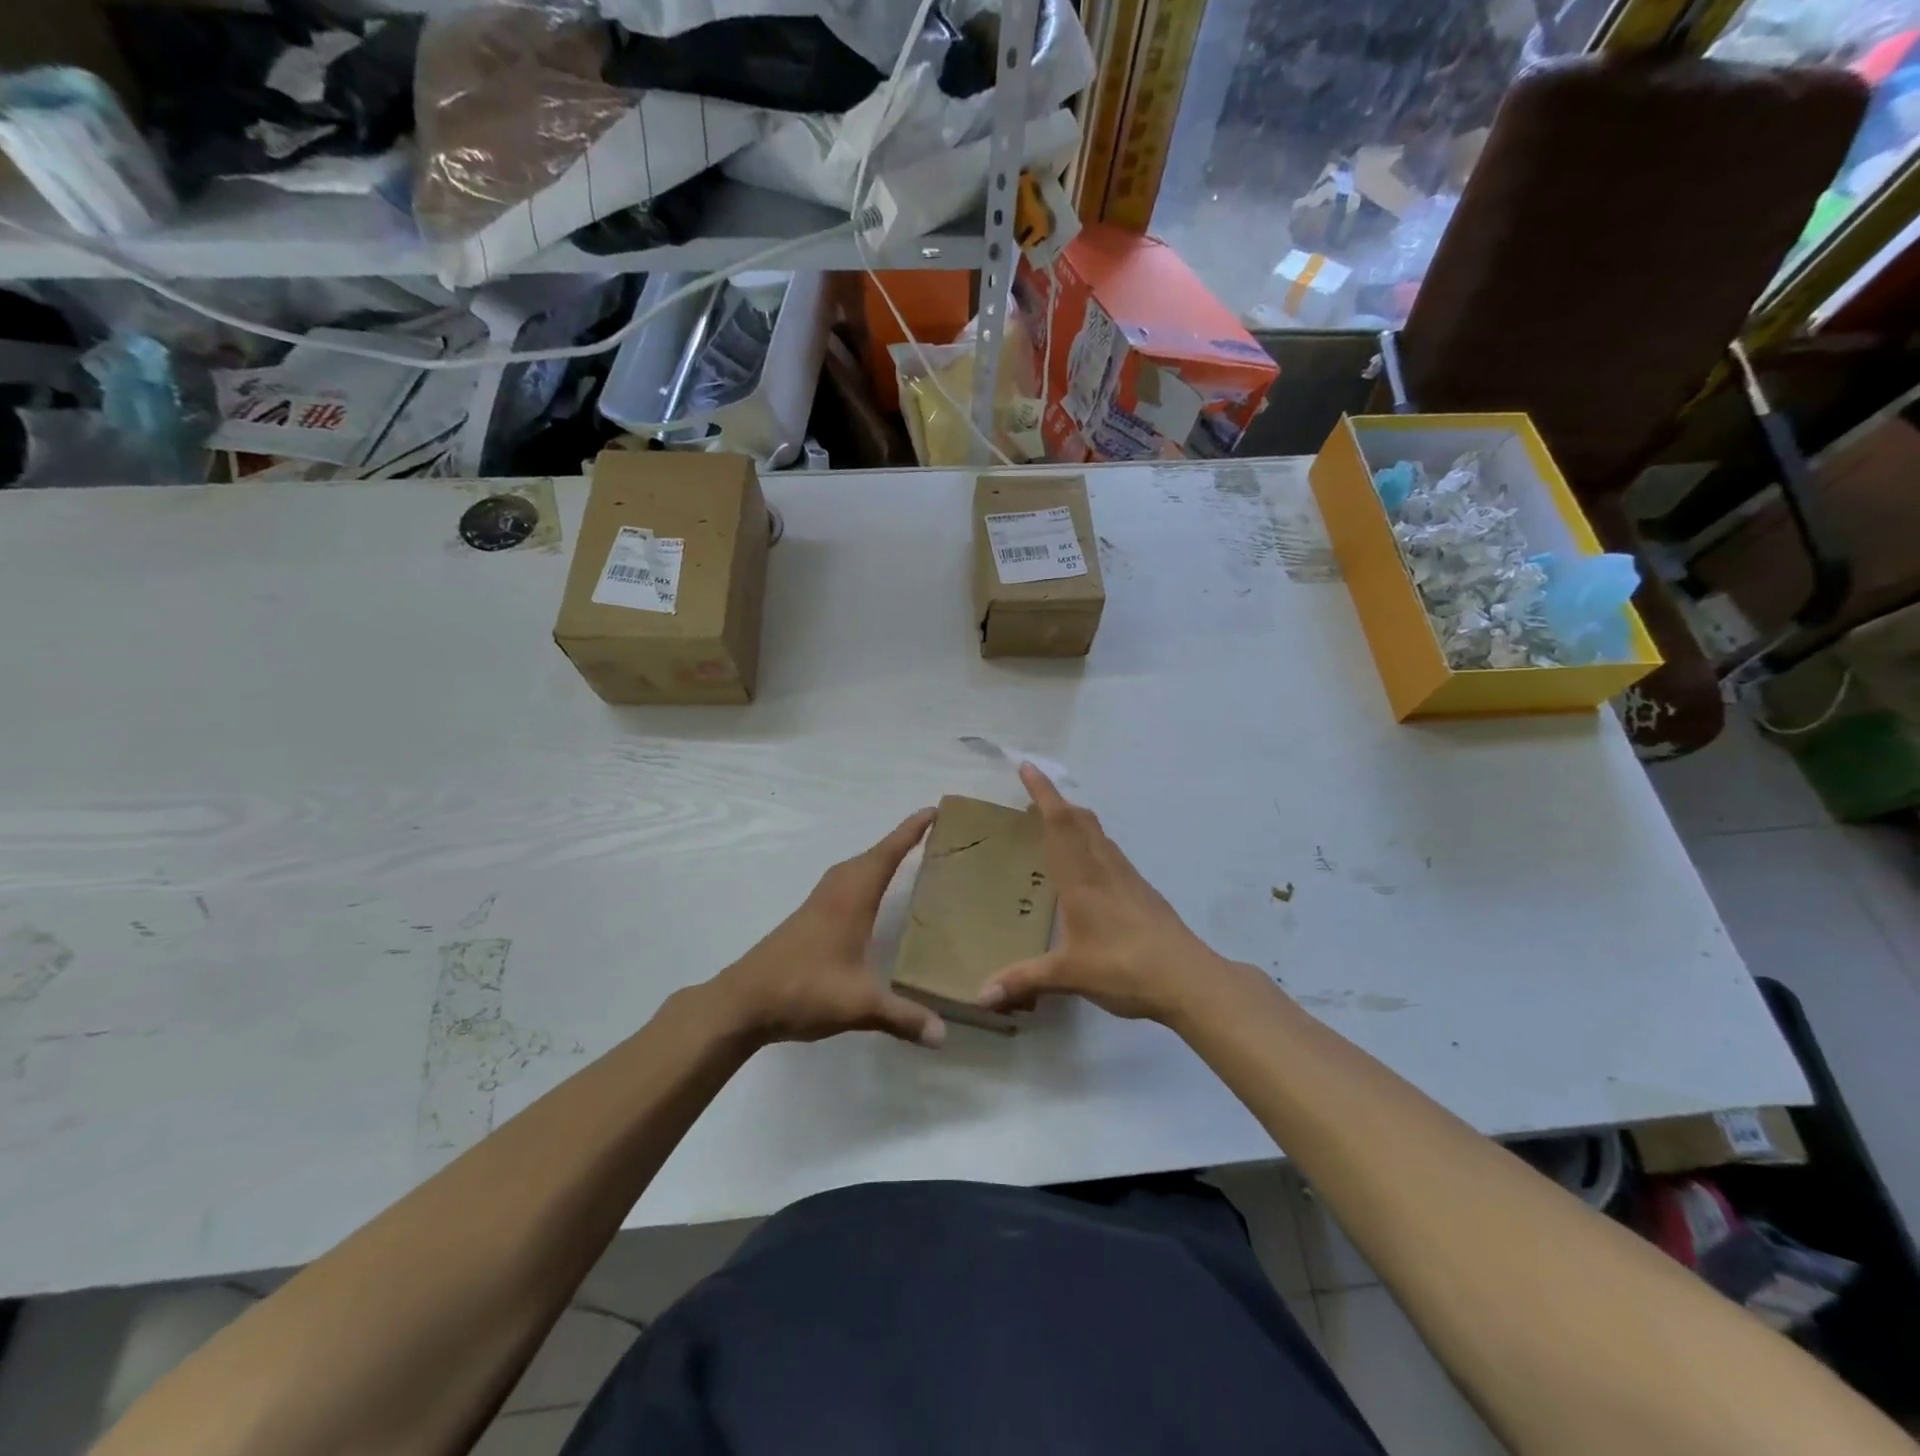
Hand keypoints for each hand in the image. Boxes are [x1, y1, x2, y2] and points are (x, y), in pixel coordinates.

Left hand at [712, 810, 946, 1049]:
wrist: (742, 1002)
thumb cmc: (803, 990)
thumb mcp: (860, 1005)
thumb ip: (903, 1017)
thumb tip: (944, 1035)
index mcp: (851, 899)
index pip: (887, 854)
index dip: (910, 831)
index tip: (932, 810)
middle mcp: (834, 893)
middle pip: (870, 856)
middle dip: (898, 842)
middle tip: (926, 835)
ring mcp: (816, 905)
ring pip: (851, 870)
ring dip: (876, 859)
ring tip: (901, 861)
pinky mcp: (804, 920)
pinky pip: (840, 885)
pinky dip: (860, 878)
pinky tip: (864, 900)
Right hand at [977, 765, 1241, 1025]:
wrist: (1188, 979)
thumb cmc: (1124, 967)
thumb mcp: (1069, 975)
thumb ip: (1023, 980)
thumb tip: (979, 997)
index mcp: (1082, 879)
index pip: (1059, 823)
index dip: (1043, 792)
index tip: (1028, 766)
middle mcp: (1105, 869)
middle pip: (1081, 821)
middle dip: (1057, 802)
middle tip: (1035, 797)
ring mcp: (1129, 879)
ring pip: (1100, 835)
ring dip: (1078, 821)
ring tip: (1059, 827)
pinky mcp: (1144, 893)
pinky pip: (1113, 854)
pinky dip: (1095, 845)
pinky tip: (1092, 870)